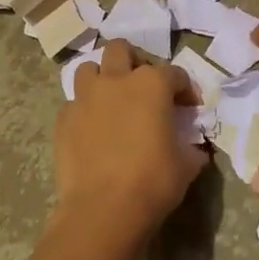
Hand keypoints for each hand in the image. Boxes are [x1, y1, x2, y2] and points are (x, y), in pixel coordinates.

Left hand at [53, 40, 202, 237]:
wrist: (103, 209)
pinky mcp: (64, 119)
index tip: (190, 106)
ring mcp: (85, 98)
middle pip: (121, 50)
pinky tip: (93, 130)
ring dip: (101, 79)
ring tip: (111, 100)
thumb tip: (194, 149)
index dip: (185, 88)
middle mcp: (115, 81)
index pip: (174, 73)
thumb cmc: (153, 182)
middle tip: (142, 86)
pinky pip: (74, 104)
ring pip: (88, 69)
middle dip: (133, 61)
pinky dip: (84, 111)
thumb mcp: (186, 166)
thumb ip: (191, 149)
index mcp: (151, 85)